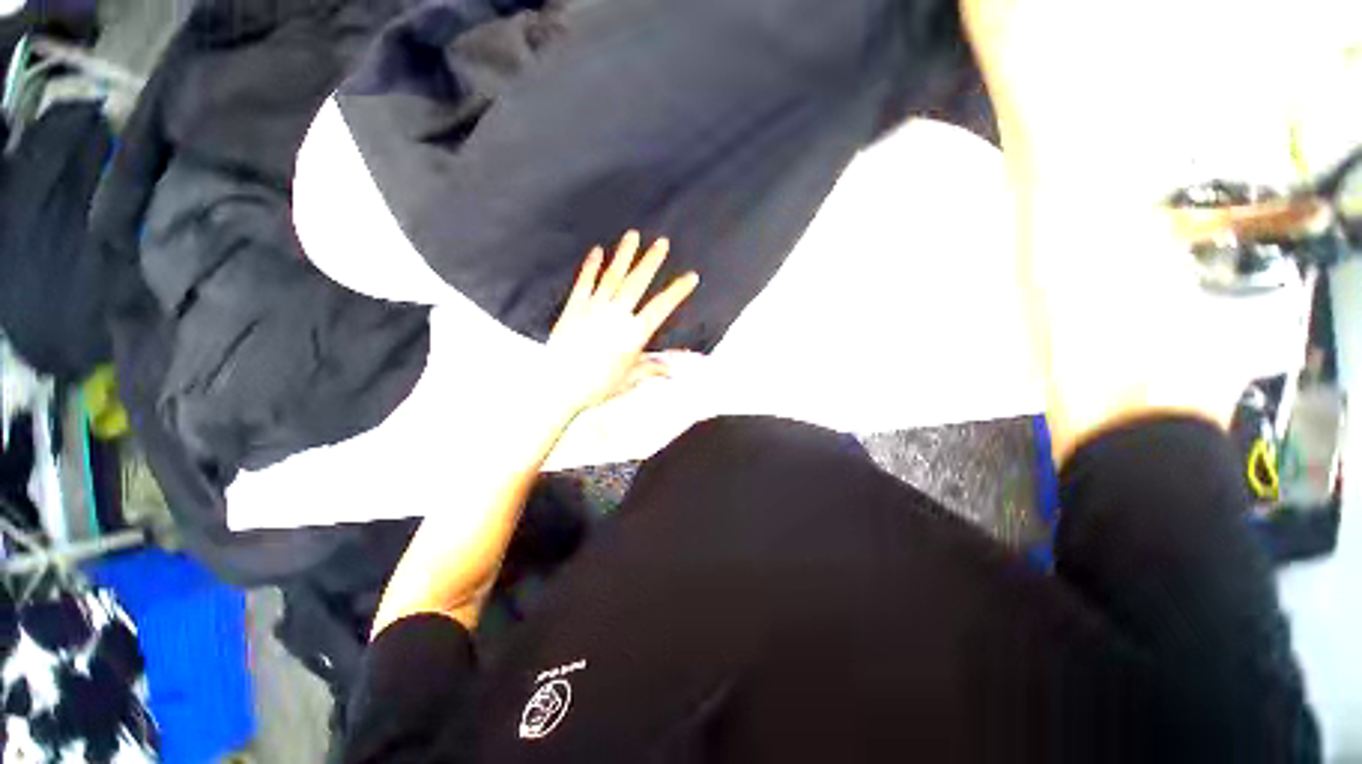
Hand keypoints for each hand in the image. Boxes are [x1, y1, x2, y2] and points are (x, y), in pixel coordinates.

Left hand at [547, 231, 699, 416]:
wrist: (560, 388)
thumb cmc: (597, 387)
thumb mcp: (630, 379)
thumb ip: (651, 369)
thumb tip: (672, 371)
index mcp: (633, 334)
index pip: (661, 307)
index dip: (678, 291)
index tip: (691, 277)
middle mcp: (616, 316)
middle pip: (637, 283)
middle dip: (651, 261)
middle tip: (662, 242)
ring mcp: (593, 309)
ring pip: (612, 277)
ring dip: (624, 255)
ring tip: (632, 236)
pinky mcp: (573, 309)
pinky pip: (584, 283)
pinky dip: (591, 266)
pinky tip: (597, 251)